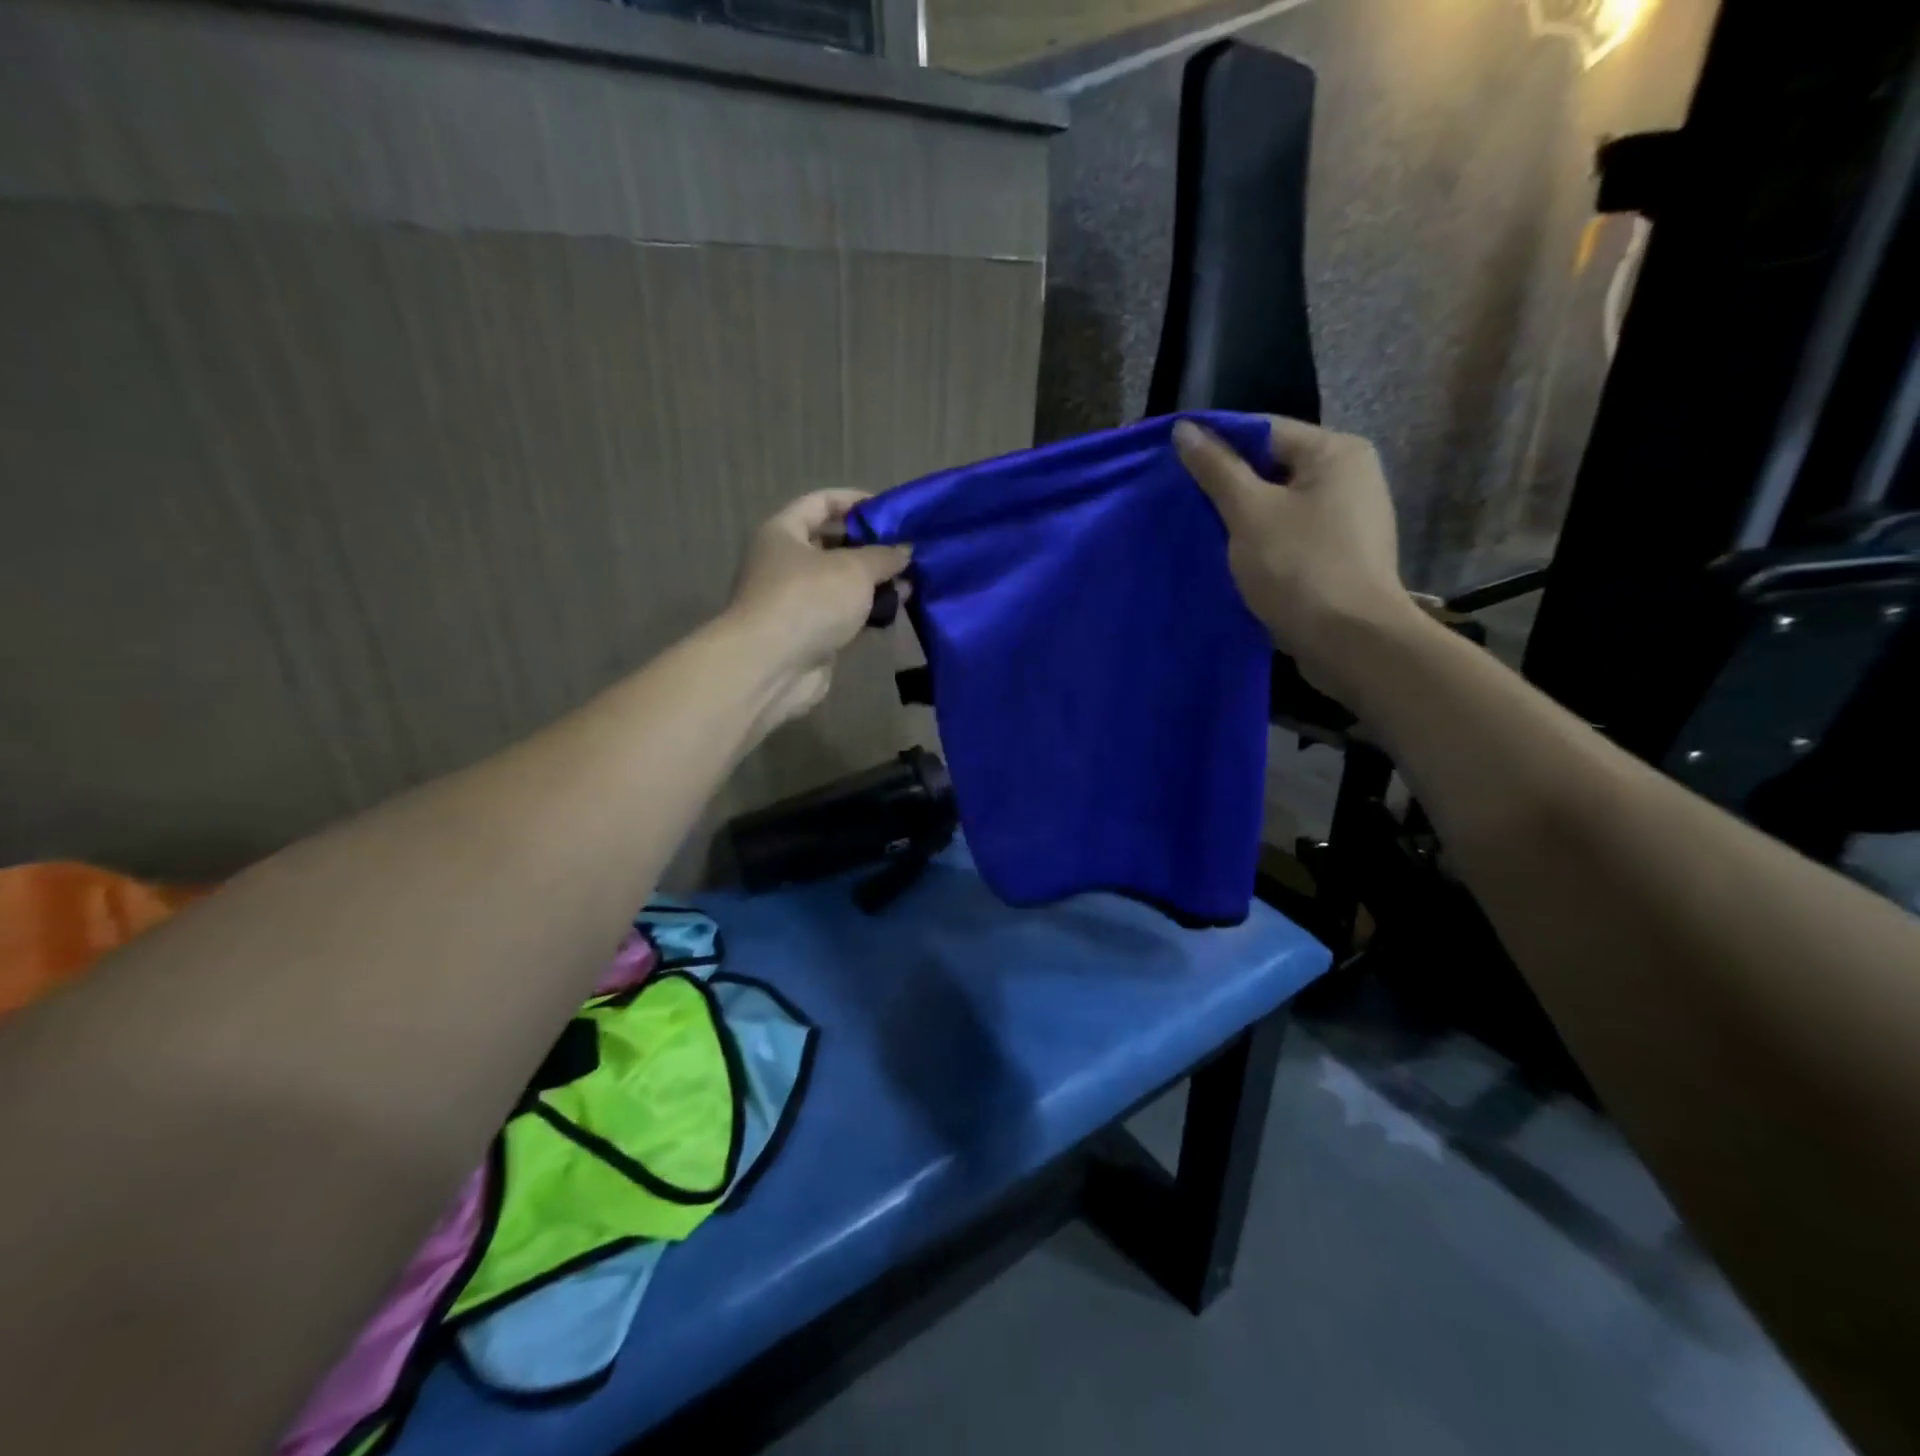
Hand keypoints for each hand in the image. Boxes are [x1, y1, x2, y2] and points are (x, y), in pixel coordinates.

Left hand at [722, 490, 911, 725]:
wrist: (773, 666)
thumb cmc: (808, 600)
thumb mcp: (854, 568)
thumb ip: (883, 556)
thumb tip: (905, 551)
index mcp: (783, 533)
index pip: (821, 503)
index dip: (855, 501)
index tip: (891, 510)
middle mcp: (785, 563)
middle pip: (832, 545)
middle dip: (871, 548)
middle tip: (907, 551)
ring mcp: (796, 602)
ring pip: (841, 584)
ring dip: (873, 583)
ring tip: (911, 583)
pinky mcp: (809, 634)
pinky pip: (843, 615)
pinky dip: (866, 612)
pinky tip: (896, 611)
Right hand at [1175, 416, 1418, 698]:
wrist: (1350, 642)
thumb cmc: (1300, 567)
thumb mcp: (1249, 512)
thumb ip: (1216, 469)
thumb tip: (1184, 428)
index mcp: (1335, 452)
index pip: (1263, 432)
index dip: (1216, 447)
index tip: (1174, 467)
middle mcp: (1350, 476)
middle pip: (1272, 468)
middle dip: (1228, 487)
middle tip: (1182, 505)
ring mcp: (1348, 519)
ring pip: (1279, 506)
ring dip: (1242, 520)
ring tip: (1201, 534)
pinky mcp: (1340, 556)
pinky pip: (1290, 536)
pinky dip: (1261, 544)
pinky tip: (1232, 561)